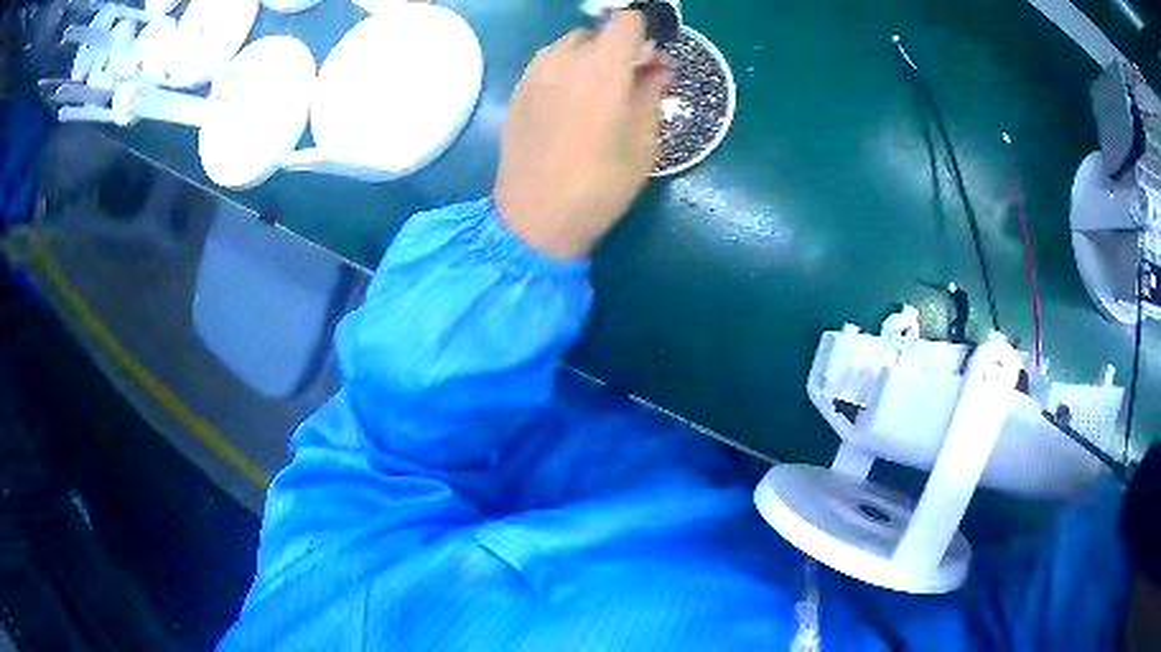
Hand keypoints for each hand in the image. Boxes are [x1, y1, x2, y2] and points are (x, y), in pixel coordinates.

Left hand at [493, 11, 671, 259]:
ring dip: (588, 57)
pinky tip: (570, 102)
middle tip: (629, 79)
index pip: (626, 21)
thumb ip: (652, 93)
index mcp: (602, 67)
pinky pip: (546, 64)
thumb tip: (659, 67)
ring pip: (567, 46)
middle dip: (617, 47)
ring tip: (598, 91)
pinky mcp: (517, 92)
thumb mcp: (643, 141)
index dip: (643, 32)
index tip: (651, 55)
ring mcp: (534, 74)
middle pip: (596, 32)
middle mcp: (564, 60)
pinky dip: (564, 70)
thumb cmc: (601, 184)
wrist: (536, 217)